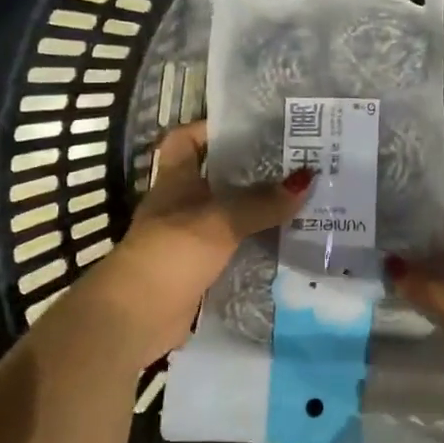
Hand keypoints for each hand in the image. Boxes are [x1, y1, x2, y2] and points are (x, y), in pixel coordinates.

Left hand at [99, 121, 312, 362]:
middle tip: (296, 162)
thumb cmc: (171, 252)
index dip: (211, 128)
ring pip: (230, 214)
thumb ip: (262, 201)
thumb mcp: (221, 220)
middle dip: (252, 170)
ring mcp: (190, 239)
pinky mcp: (200, 269)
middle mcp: (182, 204)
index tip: (250, 126)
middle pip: (218, 177)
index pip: (185, 140)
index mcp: (176, 180)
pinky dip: (257, 245)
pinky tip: (289, 242)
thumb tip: (307, 178)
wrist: (136, 316)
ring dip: (259, 210)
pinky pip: (235, 249)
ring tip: (303, 199)